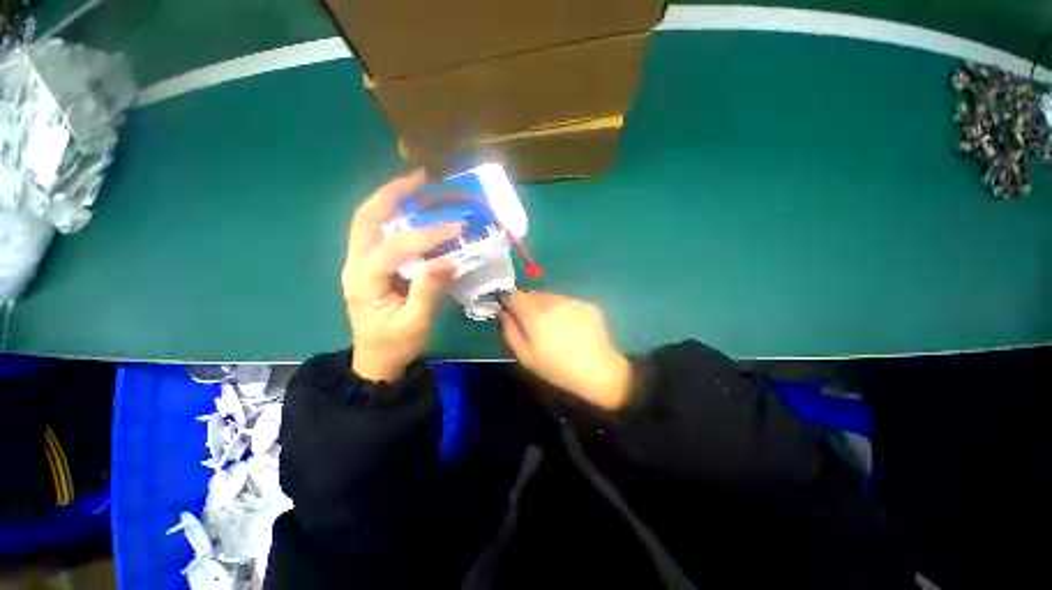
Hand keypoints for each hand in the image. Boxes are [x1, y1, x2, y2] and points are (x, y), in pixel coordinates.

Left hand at [342, 171, 462, 381]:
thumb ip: (428, 291)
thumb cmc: (396, 344)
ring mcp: (359, 262)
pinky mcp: (369, 265)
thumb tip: (447, 260)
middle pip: (366, 217)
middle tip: (420, 179)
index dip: (428, 235)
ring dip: (391, 200)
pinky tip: (412, 211)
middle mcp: (355, 264)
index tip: (458, 228)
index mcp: (364, 280)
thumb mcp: (415, 323)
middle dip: (392, 194)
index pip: (396, 246)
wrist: (376, 359)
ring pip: (368, 220)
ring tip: (417, 186)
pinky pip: (378, 232)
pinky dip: (393, 215)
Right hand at [499, 292, 632, 411]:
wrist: (598, 371)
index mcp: (536, 316)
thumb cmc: (557, 369)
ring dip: (545, 305)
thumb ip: (510, 331)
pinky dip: (563, 309)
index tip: (512, 313)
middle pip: (532, 293)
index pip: (515, 296)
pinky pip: (567, 301)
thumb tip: (504, 312)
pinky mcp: (587, 304)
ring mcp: (572, 301)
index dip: (510, 302)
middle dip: (527, 304)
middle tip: (533, 324)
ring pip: (550, 296)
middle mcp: (553, 302)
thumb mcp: (525, 357)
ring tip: (554, 326)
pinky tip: (570, 326)